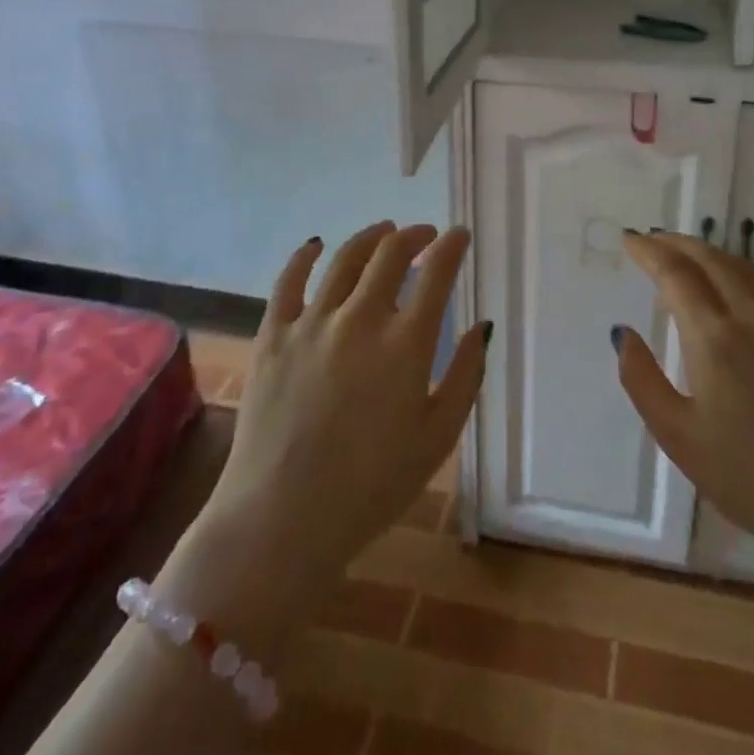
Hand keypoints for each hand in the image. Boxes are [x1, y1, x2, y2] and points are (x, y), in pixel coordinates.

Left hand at [157, 223, 488, 660]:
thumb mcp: (438, 438)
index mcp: (406, 344)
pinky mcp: (272, 336)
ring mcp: (311, 324)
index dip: (452, 246)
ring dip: (370, 237)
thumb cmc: (372, 487)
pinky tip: (315, 246)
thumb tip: (480, 327)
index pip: (436, 273)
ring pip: (344, 258)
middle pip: (390, 253)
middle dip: (414, 235)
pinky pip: (288, 281)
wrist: (281, 522)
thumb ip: (466, 376)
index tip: (459, 236)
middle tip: (425, 235)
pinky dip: (304, 257)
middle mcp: (360, 319)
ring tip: (383, 232)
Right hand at [613, 231, 753, 627]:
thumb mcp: (676, 435)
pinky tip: (735, 284)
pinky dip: (742, 273)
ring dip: (710, 253)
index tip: (631, 241)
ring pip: (745, 269)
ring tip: (687, 254)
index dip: (650, 252)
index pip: (676, 275)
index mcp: (715, 339)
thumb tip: (622, 333)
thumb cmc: (745, 477)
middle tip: (653, 239)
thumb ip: (641, 378)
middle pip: (711, 260)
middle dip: (678, 243)